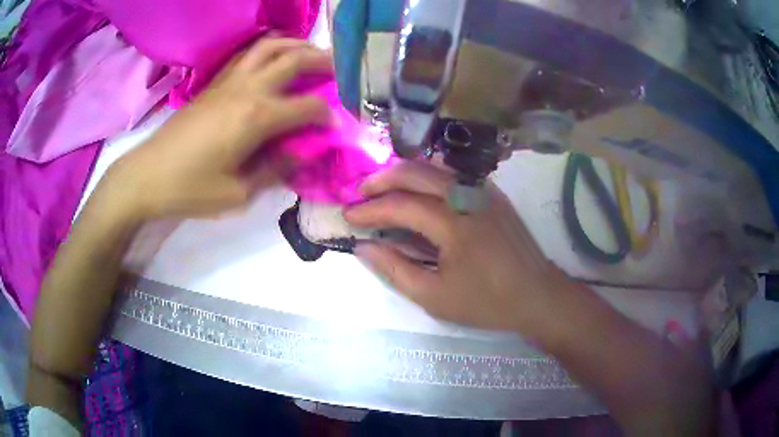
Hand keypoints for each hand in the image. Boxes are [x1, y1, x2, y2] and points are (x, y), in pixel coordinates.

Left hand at [105, 38, 333, 221]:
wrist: (147, 175)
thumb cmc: (190, 189)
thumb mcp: (237, 193)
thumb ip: (274, 170)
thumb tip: (301, 154)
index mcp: (256, 118)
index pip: (307, 107)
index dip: (327, 115)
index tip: (336, 125)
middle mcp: (247, 89)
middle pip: (294, 60)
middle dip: (323, 62)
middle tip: (340, 70)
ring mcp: (229, 81)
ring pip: (270, 47)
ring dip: (296, 45)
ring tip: (311, 53)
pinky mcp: (215, 82)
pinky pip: (247, 54)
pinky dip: (268, 48)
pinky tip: (273, 56)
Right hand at [344, 161, 569, 333]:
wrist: (536, 294)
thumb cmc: (486, 301)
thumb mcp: (434, 297)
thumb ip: (395, 269)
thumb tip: (364, 246)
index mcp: (454, 224)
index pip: (401, 205)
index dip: (370, 210)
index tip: (349, 216)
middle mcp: (468, 196)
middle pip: (416, 171)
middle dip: (382, 179)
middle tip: (360, 193)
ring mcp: (483, 190)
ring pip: (434, 166)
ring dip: (403, 173)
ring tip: (382, 189)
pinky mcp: (492, 193)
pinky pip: (453, 173)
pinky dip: (427, 175)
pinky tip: (417, 189)